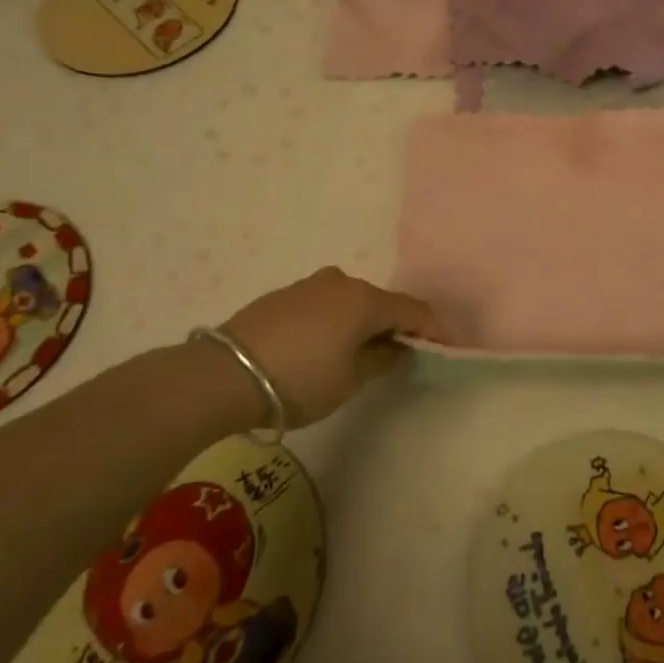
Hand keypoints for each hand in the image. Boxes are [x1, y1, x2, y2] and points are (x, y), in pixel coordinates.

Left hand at [220, 267, 440, 427]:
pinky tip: (319, 349)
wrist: (222, 374)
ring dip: (360, 324)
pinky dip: (333, 322)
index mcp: (366, 300)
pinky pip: (323, 305)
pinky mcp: (284, 294)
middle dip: (393, 327)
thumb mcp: (351, 380)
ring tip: (352, 356)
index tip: (441, 349)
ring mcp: (310, 284)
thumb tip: (397, 346)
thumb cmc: (300, 380)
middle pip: (381, 304)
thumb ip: (383, 360)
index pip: (414, 311)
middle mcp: (343, 282)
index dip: (432, 330)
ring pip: (350, 302)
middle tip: (394, 358)